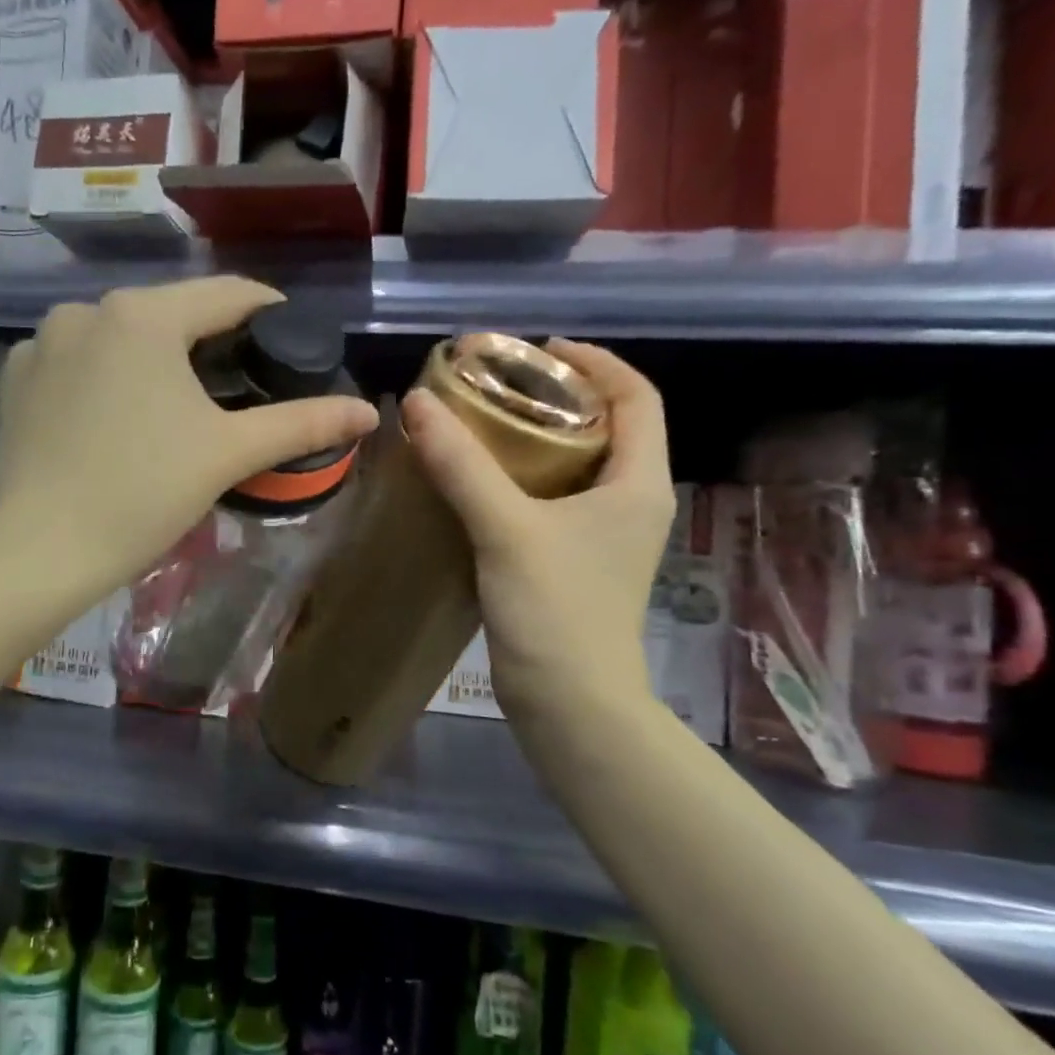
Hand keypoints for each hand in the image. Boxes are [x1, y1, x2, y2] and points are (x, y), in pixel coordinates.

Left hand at [0, 278, 378, 603]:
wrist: (40, 550)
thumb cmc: (143, 492)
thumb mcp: (229, 453)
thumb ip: (302, 423)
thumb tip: (368, 413)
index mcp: (143, 315)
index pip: (227, 294)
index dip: (269, 312)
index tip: (293, 338)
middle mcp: (87, 309)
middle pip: (170, 313)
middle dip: (209, 341)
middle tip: (241, 381)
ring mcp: (41, 341)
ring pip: (120, 336)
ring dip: (154, 358)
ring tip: (177, 402)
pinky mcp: (15, 377)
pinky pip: (77, 361)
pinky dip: (104, 377)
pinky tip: (115, 416)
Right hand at [404, 340, 675, 721]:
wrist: (570, 705)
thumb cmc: (556, 611)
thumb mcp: (506, 529)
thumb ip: (462, 465)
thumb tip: (416, 403)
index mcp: (638, 484)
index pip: (638, 397)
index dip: (596, 362)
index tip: (540, 349)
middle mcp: (632, 502)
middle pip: (611, 426)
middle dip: (562, 396)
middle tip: (503, 383)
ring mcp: (607, 536)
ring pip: (581, 464)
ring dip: (541, 437)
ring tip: (487, 423)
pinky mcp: (579, 561)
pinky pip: (558, 497)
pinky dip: (526, 476)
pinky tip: (481, 480)